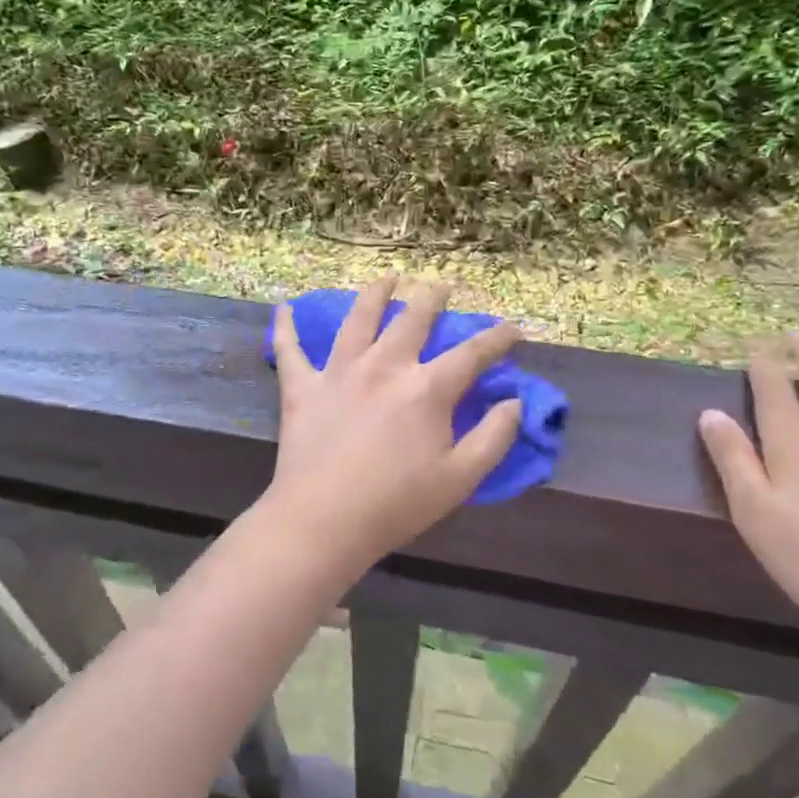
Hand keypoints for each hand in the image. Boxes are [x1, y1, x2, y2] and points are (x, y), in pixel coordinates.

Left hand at [266, 277, 521, 572]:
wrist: (323, 519)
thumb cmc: (397, 504)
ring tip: (387, 278)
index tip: (512, 328)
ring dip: (375, 293)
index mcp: (426, 389)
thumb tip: (514, 402)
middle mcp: (384, 366)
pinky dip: (286, 327)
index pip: (471, 354)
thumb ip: (494, 438)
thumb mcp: (460, 479)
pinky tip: (283, 308)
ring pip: (358, 319)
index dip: (496, 338)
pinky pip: (290, 349)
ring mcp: (339, 372)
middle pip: (413, 319)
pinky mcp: (302, 387)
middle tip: (443, 285)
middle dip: (433, 298)